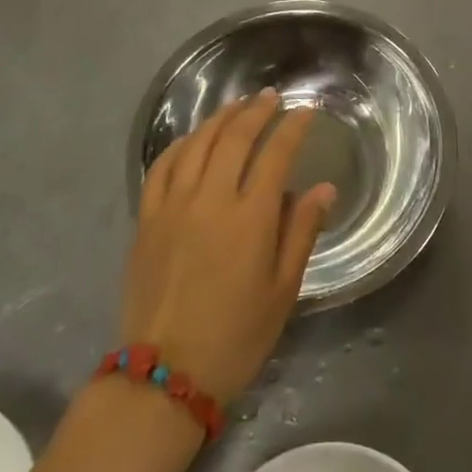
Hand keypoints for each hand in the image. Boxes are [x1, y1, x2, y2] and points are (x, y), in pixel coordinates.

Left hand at [122, 90, 335, 401]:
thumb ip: (302, 232)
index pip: (276, 154)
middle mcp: (211, 199)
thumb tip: (324, 187)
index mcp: (250, 217)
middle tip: (272, 97)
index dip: (293, 127)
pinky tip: (192, 139)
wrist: (165, 374)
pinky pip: (162, 166)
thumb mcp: (283, 290)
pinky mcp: (147, 219)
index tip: (305, 111)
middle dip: (257, 111)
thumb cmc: (236, 336)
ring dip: (220, 118)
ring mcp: (173, 206)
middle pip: (235, 137)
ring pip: (197, 143)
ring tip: (238, 106)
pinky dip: (181, 144)